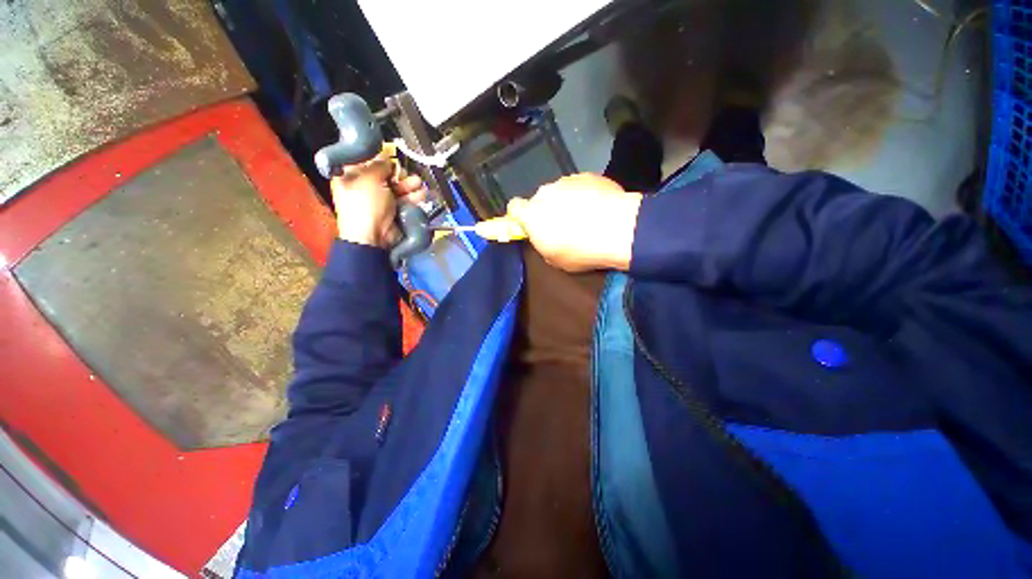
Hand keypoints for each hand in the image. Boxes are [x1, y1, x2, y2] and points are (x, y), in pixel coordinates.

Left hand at [330, 151, 424, 247]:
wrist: (373, 237)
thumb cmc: (365, 205)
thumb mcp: (369, 179)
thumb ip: (379, 165)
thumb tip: (386, 157)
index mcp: (351, 178)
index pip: (366, 162)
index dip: (379, 158)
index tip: (390, 156)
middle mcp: (365, 187)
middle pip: (385, 174)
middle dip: (398, 173)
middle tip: (406, 173)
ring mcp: (380, 200)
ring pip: (398, 187)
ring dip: (409, 185)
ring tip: (418, 184)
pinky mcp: (393, 211)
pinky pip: (405, 200)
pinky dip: (413, 197)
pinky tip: (421, 194)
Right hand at [507, 173, 641, 271]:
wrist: (617, 229)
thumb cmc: (580, 251)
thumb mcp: (555, 260)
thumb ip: (544, 245)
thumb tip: (546, 239)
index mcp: (531, 215)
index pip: (514, 207)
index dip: (521, 216)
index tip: (531, 225)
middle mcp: (545, 193)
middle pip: (541, 200)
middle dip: (548, 210)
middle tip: (565, 226)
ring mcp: (567, 181)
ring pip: (561, 192)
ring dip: (568, 202)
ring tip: (587, 217)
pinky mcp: (588, 175)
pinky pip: (581, 186)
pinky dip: (587, 195)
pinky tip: (600, 208)